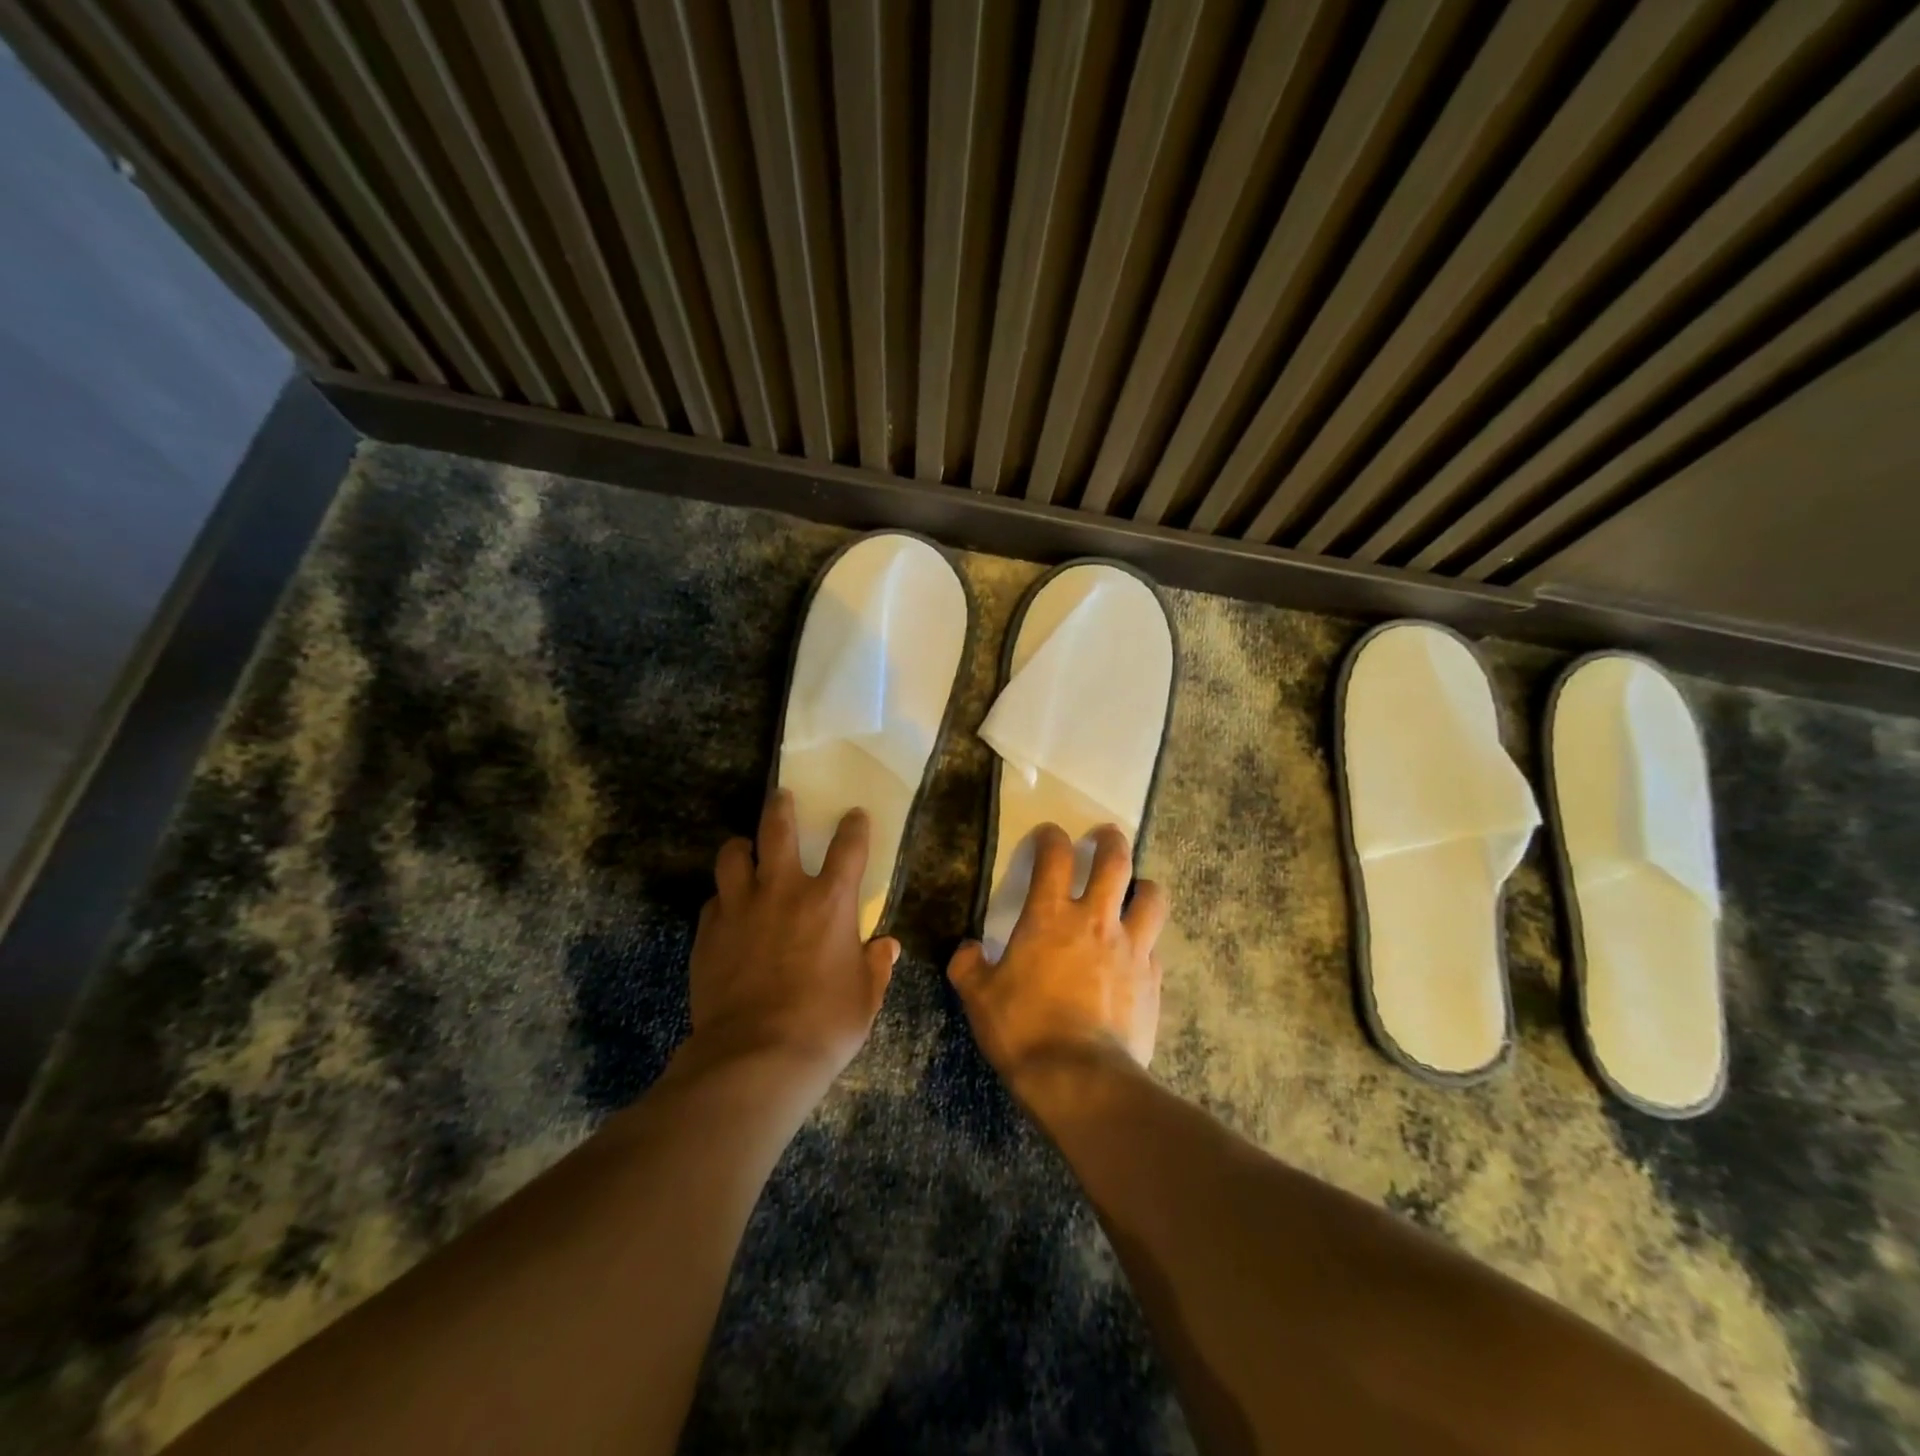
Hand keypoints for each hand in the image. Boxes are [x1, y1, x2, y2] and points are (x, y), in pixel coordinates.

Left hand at [688, 790, 899, 1075]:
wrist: (755, 1057)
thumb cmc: (824, 1025)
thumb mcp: (865, 998)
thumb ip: (876, 966)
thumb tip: (886, 947)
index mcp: (830, 902)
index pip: (849, 846)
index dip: (854, 826)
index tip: (854, 816)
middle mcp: (784, 891)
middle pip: (778, 829)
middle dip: (782, 807)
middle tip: (782, 797)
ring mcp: (741, 908)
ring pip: (733, 855)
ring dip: (742, 848)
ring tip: (747, 852)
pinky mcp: (708, 932)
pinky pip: (714, 900)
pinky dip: (724, 898)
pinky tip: (728, 911)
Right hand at [948, 823, 1167, 1080]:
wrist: (1081, 1079)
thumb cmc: (1024, 1030)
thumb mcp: (979, 998)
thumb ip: (968, 966)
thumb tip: (966, 949)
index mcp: (1050, 917)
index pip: (1054, 856)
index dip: (1051, 837)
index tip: (1048, 834)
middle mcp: (1095, 921)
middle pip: (1115, 861)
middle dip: (1111, 841)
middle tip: (1106, 835)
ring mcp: (1130, 948)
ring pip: (1151, 897)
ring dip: (1144, 886)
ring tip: (1136, 889)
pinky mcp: (1153, 979)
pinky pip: (1154, 948)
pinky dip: (1145, 943)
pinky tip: (1136, 956)